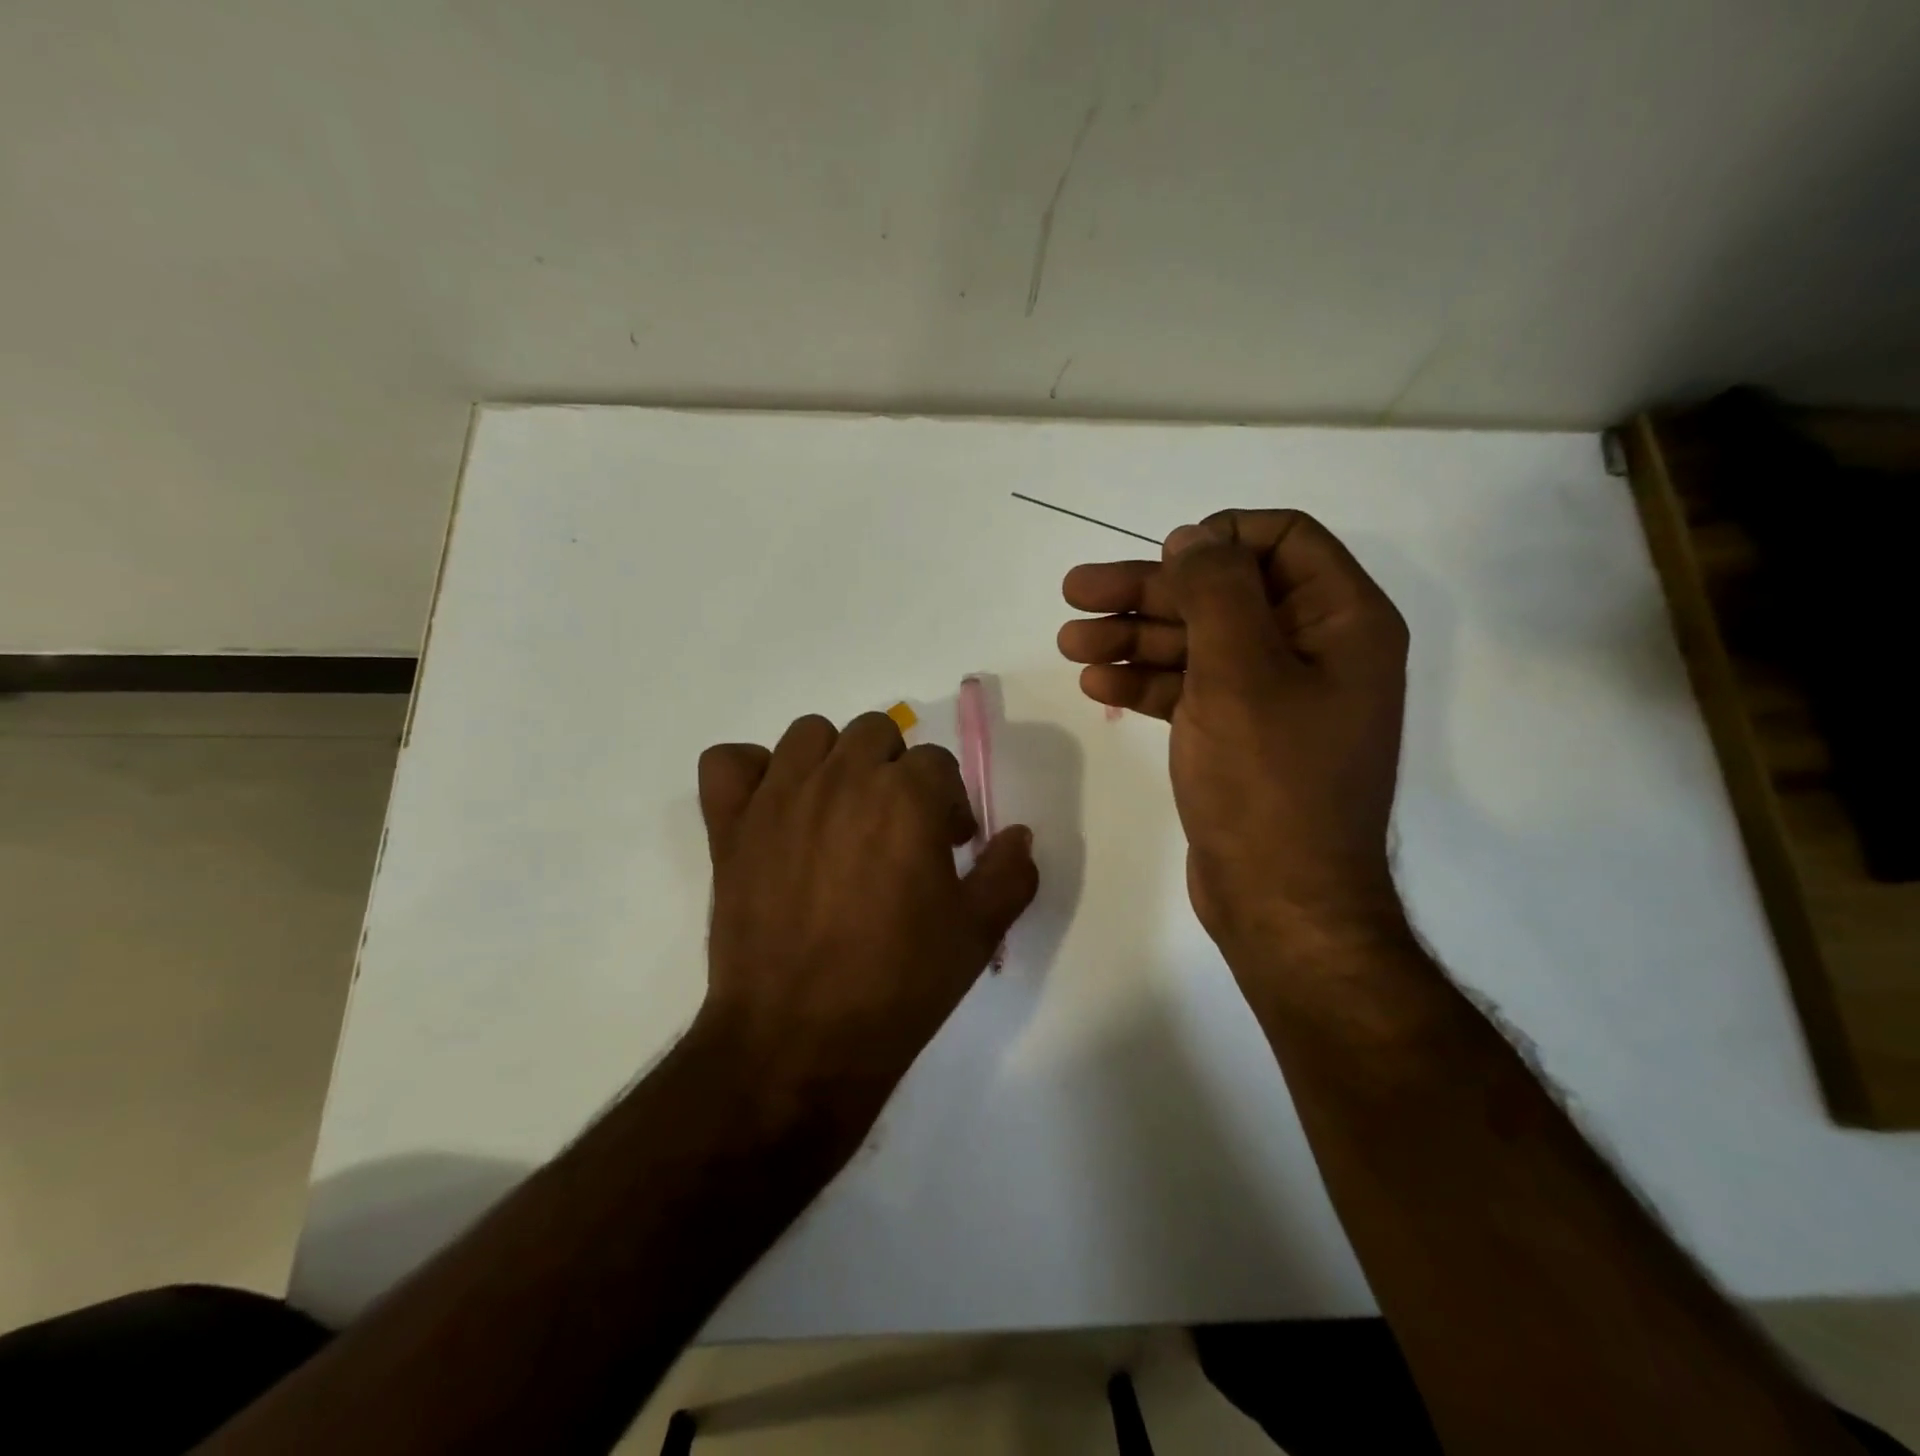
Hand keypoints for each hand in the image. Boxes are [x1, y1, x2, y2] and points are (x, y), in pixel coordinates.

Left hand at [695, 712, 1037, 1120]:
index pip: (937, 763)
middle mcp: (842, 778)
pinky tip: (772, 808)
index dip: (949, 804)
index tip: (946, 846)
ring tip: (839, 812)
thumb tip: (1018, 835)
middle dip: (895, 771)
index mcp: (906, 797)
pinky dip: (751, 773)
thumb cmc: (898, 985)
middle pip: (876, 733)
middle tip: (897, 827)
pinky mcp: (729, 824)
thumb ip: (1010, 873)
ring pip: (809, 734)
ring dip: (832, 760)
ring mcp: (778, 797)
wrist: (798, 1040)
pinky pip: (729, 761)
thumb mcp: (977, 934)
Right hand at [1057, 509, 1409, 958]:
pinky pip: (1192, 689)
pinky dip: (1147, 681)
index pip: (1283, 540)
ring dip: (1134, 636)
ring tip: (1069, 641)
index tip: (1159, 556)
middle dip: (1149, 591)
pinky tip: (1097, 681)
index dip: (1218, 537)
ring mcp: (1275, 696)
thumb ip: (1216, 591)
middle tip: (1075, 592)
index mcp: (1341, 621)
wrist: (1279, 902)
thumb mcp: (1240, 672)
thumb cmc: (1269, 782)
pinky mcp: (1240, 735)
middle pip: (1225, 592)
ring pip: (1199, 642)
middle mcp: (1314, 650)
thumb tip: (1193, 538)